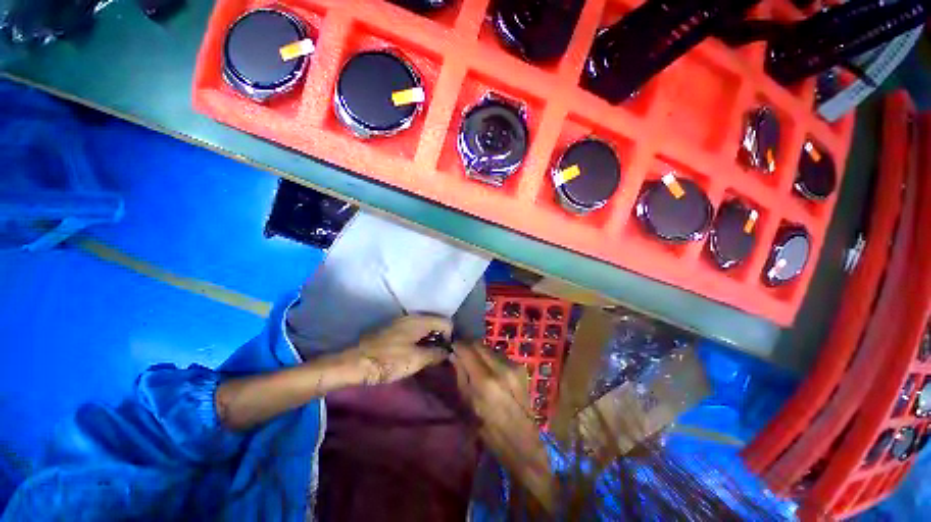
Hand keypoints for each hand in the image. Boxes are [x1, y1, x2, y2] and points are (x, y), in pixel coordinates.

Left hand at [349, 314, 452, 385]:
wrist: (355, 362)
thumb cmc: (389, 360)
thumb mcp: (417, 360)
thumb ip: (436, 354)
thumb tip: (448, 351)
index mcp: (420, 320)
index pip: (446, 322)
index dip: (450, 337)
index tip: (447, 353)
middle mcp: (412, 317)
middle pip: (435, 323)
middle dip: (440, 339)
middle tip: (438, 357)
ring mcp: (401, 322)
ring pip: (424, 328)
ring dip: (429, 340)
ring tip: (427, 357)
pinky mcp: (392, 329)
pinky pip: (413, 331)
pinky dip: (418, 340)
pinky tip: (413, 354)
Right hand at [450, 342, 532, 427]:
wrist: (521, 439)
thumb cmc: (488, 428)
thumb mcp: (467, 403)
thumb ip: (460, 375)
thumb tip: (454, 355)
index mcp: (485, 380)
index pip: (468, 350)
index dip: (458, 346)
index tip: (451, 347)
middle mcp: (501, 367)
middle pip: (479, 344)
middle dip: (468, 346)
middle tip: (461, 352)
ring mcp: (513, 366)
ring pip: (490, 348)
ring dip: (480, 352)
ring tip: (475, 362)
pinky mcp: (520, 367)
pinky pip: (500, 355)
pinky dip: (492, 359)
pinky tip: (491, 370)